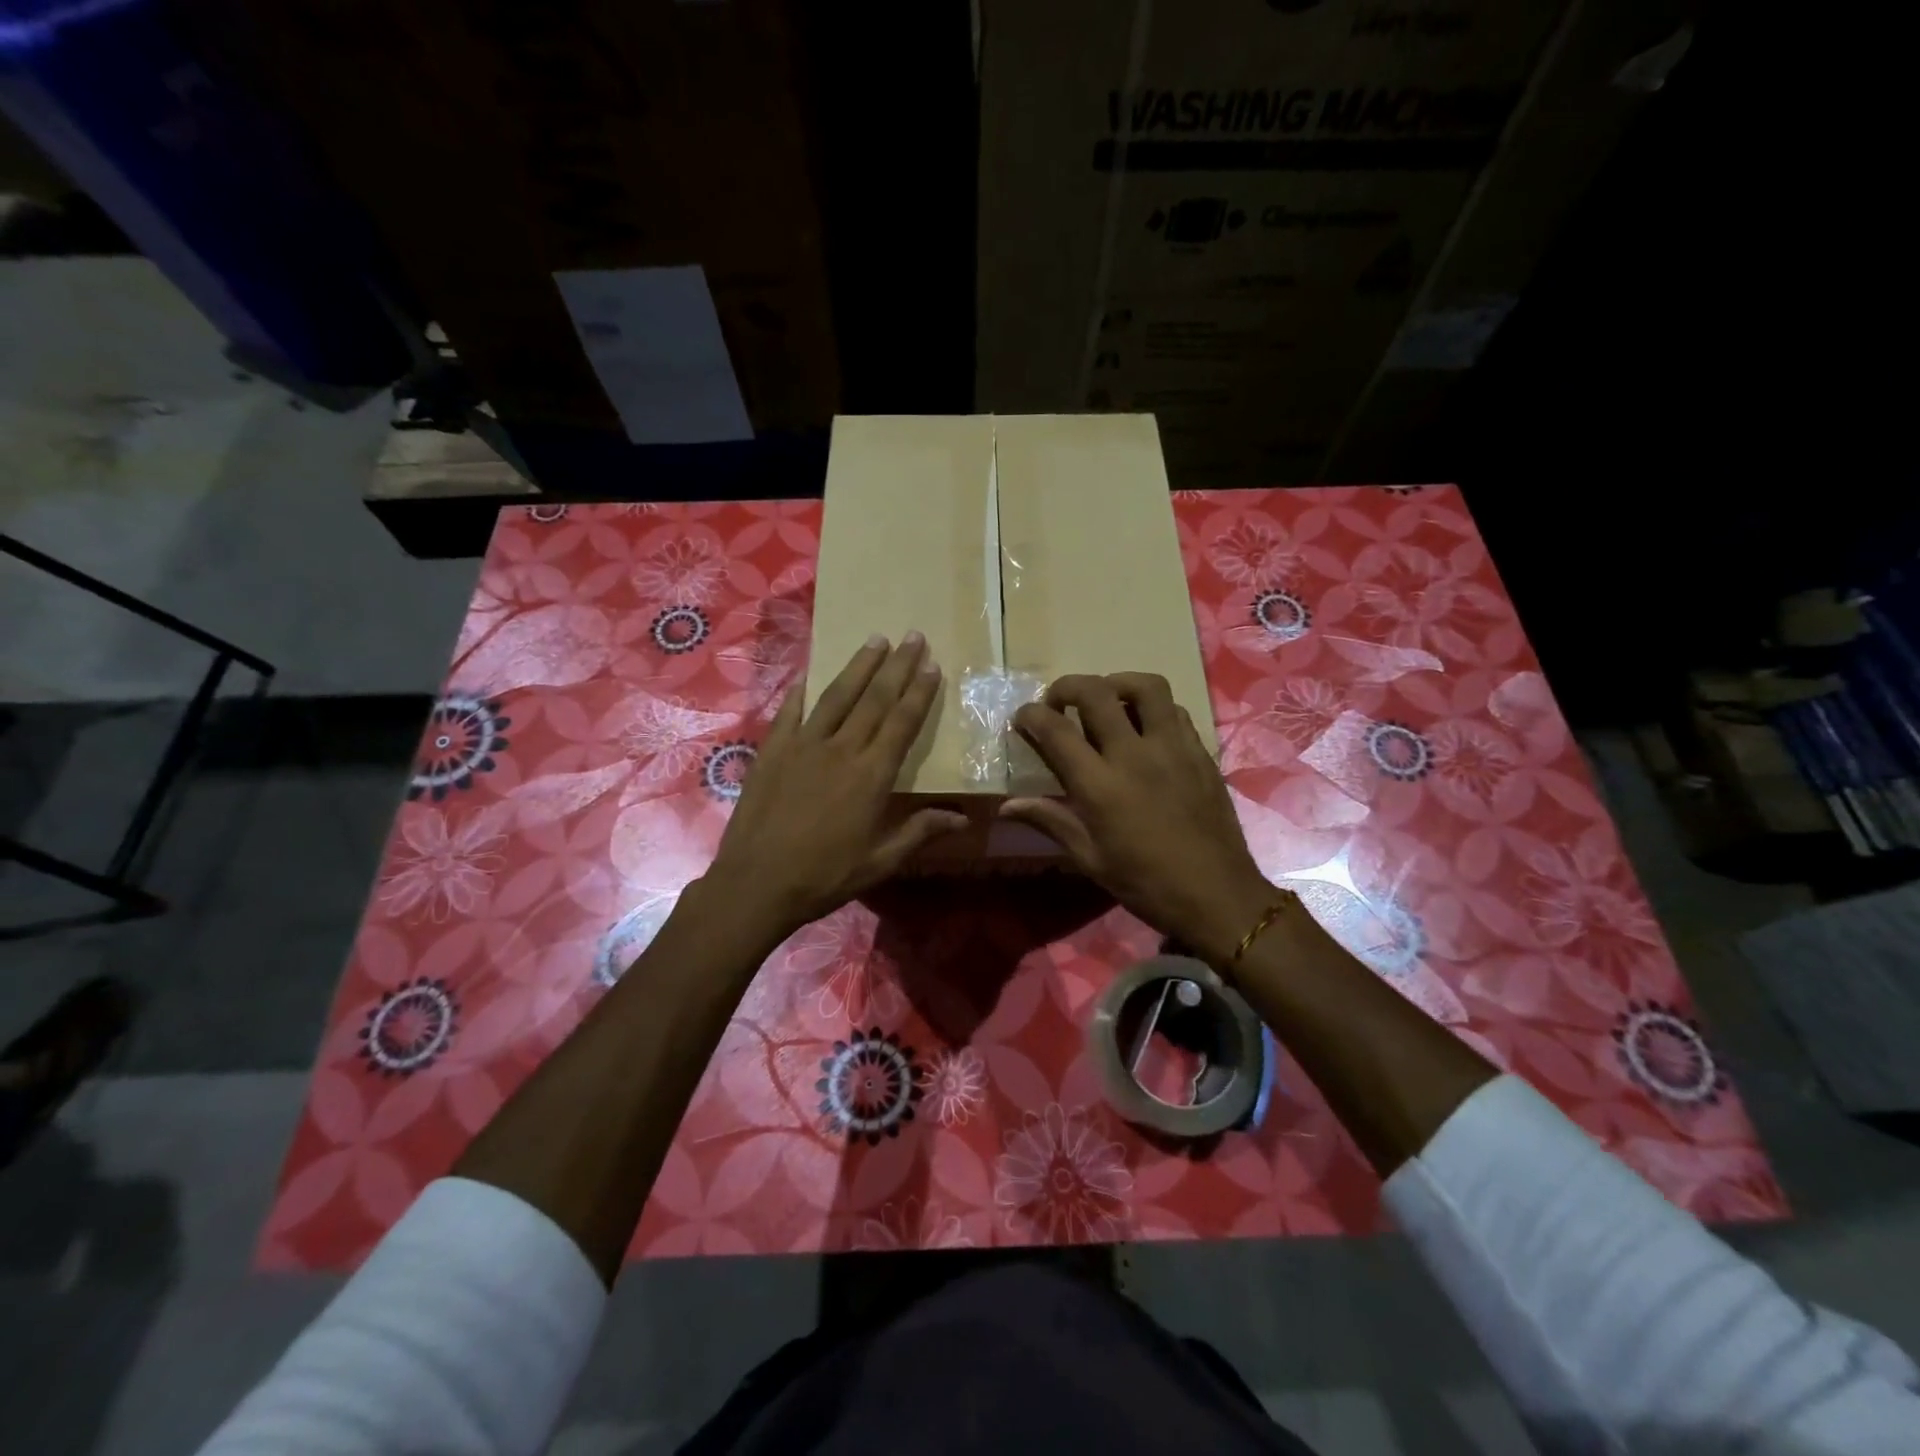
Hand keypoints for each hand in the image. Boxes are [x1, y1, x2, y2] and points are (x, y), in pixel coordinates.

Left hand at [703, 634, 966, 941]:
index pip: (902, 723)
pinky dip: (802, 691)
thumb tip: (962, 818)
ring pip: (837, 696)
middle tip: (912, 636)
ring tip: (875, 640)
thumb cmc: (825, 876)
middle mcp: (841, 750)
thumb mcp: (880, 861)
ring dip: (858, 666)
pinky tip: (810, 674)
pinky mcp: (772, 751)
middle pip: (874, 699)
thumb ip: (920, 832)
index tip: (932, 665)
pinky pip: (790, 712)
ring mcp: (803, 746)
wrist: (756, 884)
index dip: (919, 692)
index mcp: (871, 776)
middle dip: (897, 666)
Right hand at [1000, 672, 1279, 964]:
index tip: (1023, 718)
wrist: (1217, 895)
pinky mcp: (1200, 752)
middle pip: (1096, 692)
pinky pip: (1175, 711)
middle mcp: (1134, 754)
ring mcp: (1173, 748)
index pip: (1056, 730)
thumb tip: (1007, 806)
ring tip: (1105, 700)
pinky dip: (1152, 708)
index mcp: (1100, 784)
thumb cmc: (1145, 883)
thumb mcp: (1089, 858)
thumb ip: (1050, 820)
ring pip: (1146, 687)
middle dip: (1067, 687)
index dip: (1031, 715)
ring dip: (1117, 683)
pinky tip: (1144, 728)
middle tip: (1058, 702)